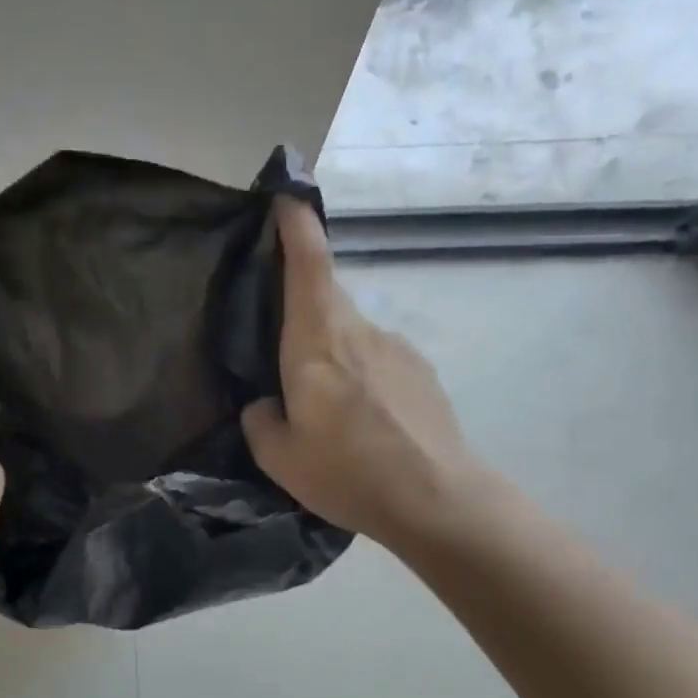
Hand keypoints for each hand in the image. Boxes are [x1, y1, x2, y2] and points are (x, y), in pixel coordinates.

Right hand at [241, 198, 483, 551]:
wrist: (436, 499)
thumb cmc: (347, 471)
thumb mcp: (279, 457)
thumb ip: (260, 420)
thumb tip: (265, 404)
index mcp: (317, 341)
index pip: (307, 263)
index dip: (295, 225)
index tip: (285, 198)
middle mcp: (360, 331)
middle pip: (324, 301)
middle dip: (299, 312)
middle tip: (279, 358)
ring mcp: (398, 349)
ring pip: (350, 337)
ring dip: (332, 359)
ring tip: (326, 414)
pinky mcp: (422, 373)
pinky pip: (377, 362)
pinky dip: (361, 381)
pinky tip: (363, 426)